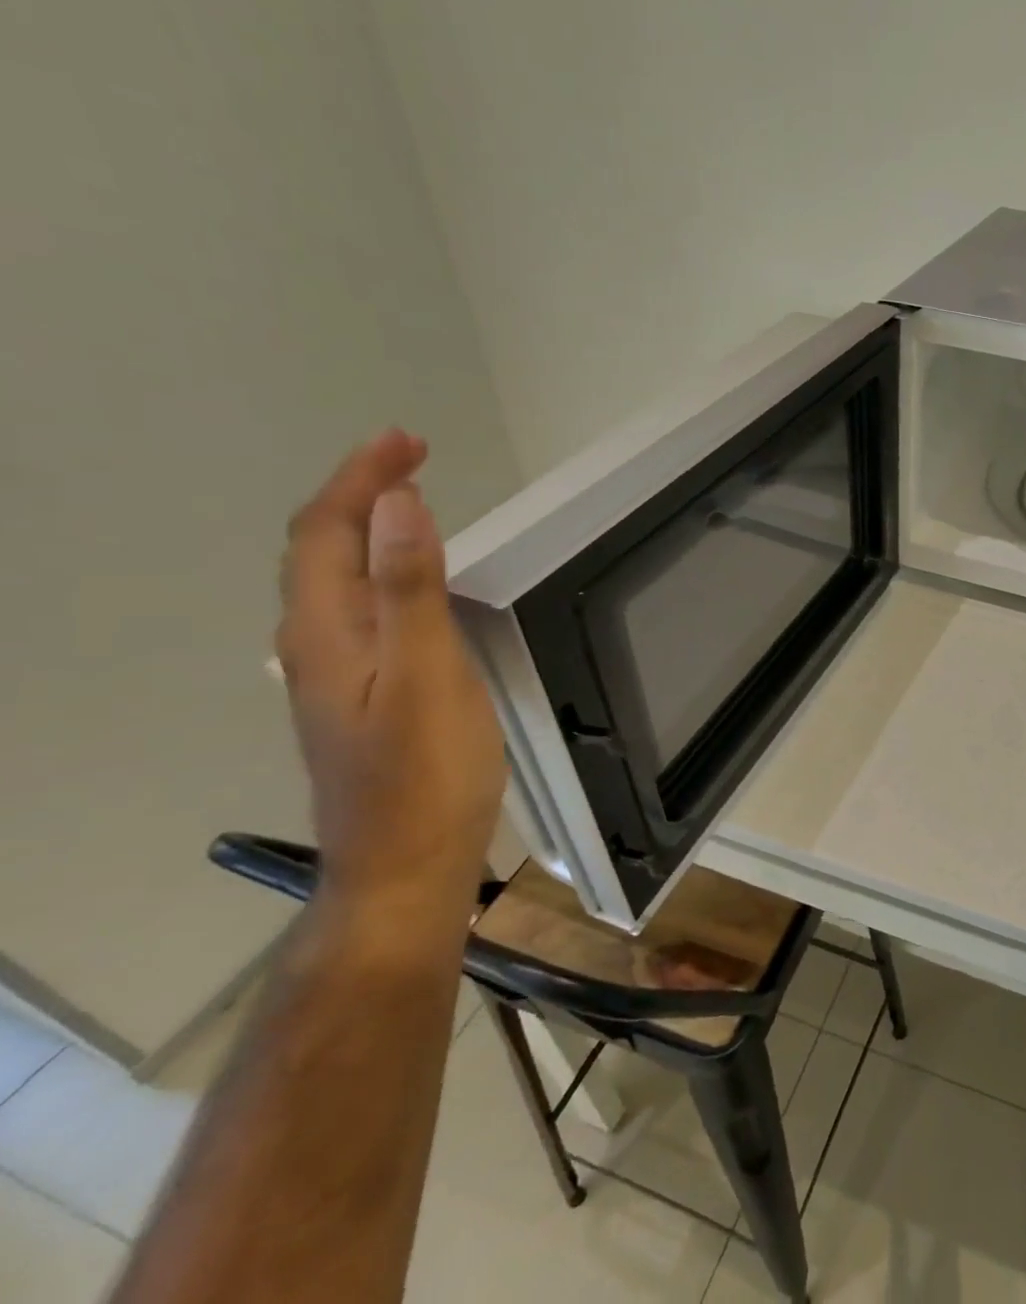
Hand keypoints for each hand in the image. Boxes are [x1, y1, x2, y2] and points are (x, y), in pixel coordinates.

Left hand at [275, 431, 504, 938]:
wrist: (405, 865)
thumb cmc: (425, 772)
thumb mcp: (427, 675)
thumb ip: (410, 590)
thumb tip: (399, 505)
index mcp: (327, 633)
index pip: (326, 532)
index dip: (361, 479)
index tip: (408, 440)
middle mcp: (317, 646)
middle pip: (320, 551)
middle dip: (360, 493)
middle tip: (411, 459)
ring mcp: (336, 675)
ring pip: (334, 581)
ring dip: (366, 530)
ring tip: (408, 503)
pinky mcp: (362, 695)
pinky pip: (358, 609)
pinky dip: (380, 571)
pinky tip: (408, 584)